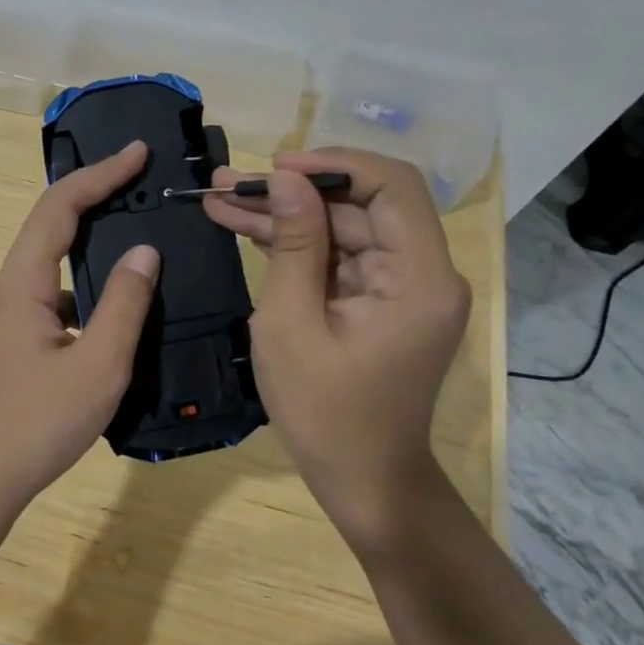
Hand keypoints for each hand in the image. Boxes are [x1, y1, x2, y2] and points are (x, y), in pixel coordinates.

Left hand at [0, 140, 160, 509]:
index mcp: (22, 283)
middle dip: (95, 195)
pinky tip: (118, 303)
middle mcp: (9, 289)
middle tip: (140, 180)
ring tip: (137, 232)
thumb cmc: (37, 423)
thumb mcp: (97, 365)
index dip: (100, 174)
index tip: (138, 152)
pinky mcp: (16, 342)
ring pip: (52, 262)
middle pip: (50, 225)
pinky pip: (55, 295)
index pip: (60, 208)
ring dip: (91, 240)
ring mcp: (9, 317)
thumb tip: (144, 251)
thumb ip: (125, 305)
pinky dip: (87, 284)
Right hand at [204, 149, 469, 550]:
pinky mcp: (379, 302)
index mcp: (419, 278)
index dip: (335, 164)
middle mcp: (423, 273)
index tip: (277, 166)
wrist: (362, 480)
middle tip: (226, 185)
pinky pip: (338, 259)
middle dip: (291, 193)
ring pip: (342, 229)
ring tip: (220, 200)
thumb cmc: (324, 412)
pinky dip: (296, 247)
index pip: (393, 186)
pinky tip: (246, 230)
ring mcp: (401, 288)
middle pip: (359, 207)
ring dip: (285, 217)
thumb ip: (294, 245)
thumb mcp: (292, 325)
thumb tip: (285, 180)